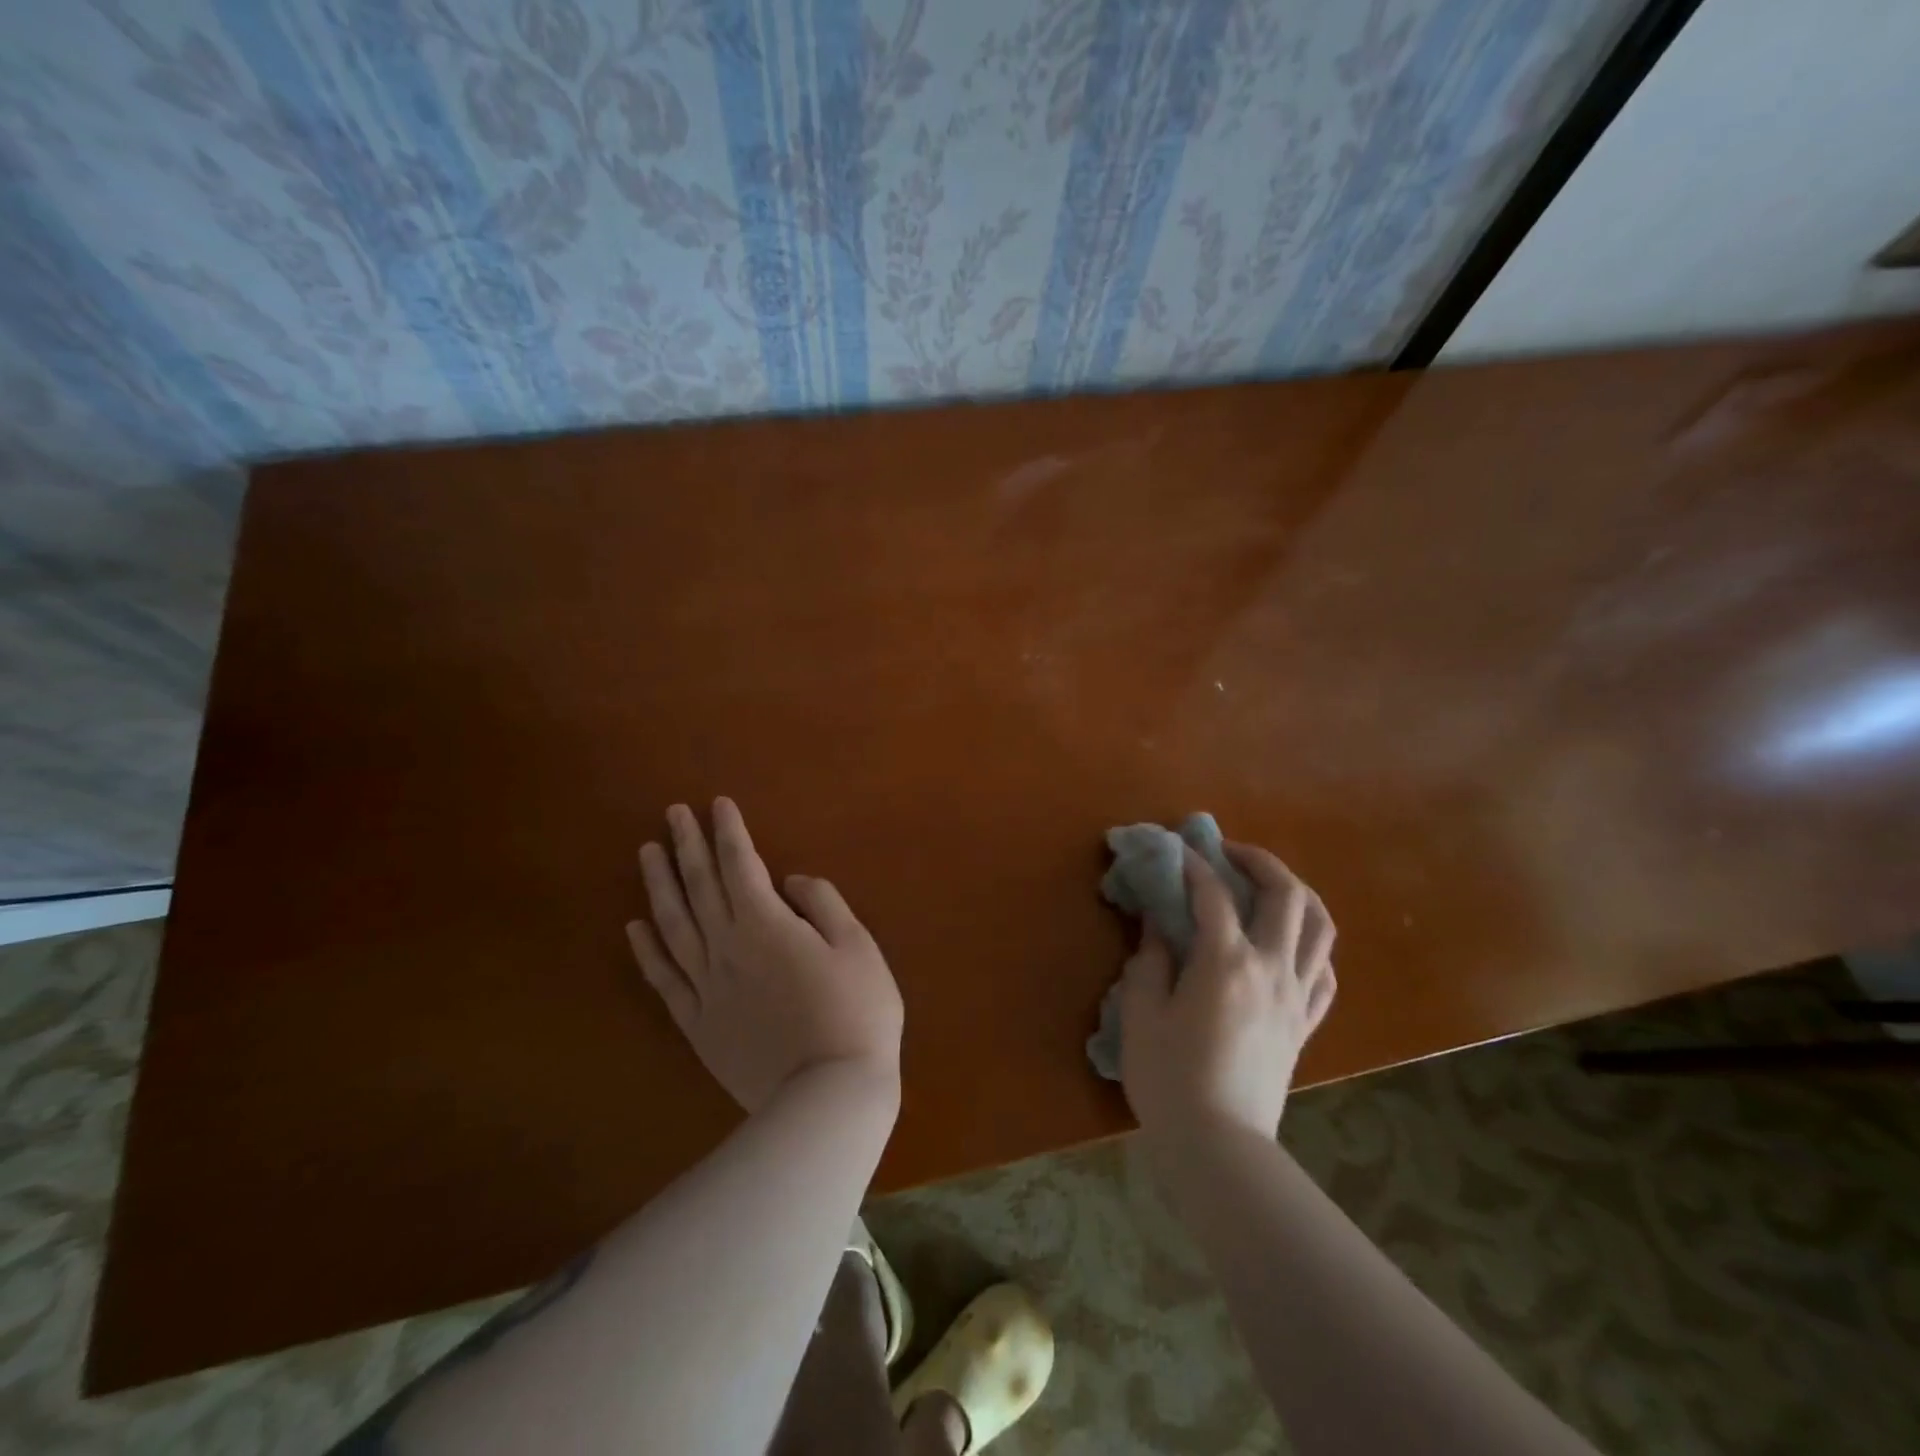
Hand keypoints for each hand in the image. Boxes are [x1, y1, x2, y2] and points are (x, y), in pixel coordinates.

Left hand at [626, 798, 902, 1114]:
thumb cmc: (856, 1013)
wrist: (827, 1095)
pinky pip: (664, 978)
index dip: (729, 832)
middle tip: (672, 813)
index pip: (741, 865)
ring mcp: (706, 986)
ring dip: (659, 885)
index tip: (717, 805)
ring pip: (673, 924)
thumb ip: (822, 904)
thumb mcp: (858, 946)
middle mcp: (727, 947)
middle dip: (687, 845)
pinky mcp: (697, 1023)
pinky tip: (634, 927)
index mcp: (766, 925)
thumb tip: (789, 882)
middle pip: (700, 886)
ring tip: (647, 853)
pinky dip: (646, 949)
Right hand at [1119, 844, 1335, 1142]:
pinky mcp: (1305, 1026)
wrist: (1218, 1146)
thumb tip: (1158, 927)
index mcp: (1226, 962)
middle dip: (1259, 861)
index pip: (1213, 894)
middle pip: (1287, 895)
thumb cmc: (1169, 1078)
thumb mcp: (1141, 1013)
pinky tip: (1290, 946)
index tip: (1176, 849)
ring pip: (1320, 928)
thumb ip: (1149, 961)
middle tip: (1229, 853)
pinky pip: (1325, 974)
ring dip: (1298, 894)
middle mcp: (1272, 969)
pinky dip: (1311, 946)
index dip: (1192, 865)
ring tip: (1269, 886)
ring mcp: (1296, 997)